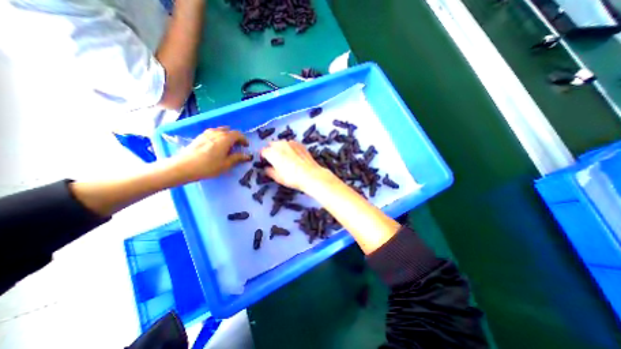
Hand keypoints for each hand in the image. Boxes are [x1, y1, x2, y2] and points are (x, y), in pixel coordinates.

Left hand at [171, 127, 248, 181]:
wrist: (184, 167)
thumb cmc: (208, 166)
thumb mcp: (226, 164)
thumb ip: (238, 158)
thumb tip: (248, 156)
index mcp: (225, 138)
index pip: (238, 134)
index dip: (244, 139)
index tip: (246, 146)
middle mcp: (217, 133)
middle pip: (230, 131)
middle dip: (236, 137)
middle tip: (238, 146)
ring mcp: (207, 133)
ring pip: (221, 130)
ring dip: (227, 136)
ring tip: (228, 145)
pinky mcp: (200, 136)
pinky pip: (213, 132)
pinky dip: (219, 136)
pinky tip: (217, 145)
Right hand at [260, 141, 334, 191]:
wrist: (311, 175)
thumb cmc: (292, 177)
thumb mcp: (277, 177)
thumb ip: (269, 171)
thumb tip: (267, 168)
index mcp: (272, 152)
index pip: (263, 151)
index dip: (263, 157)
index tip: (266, 162)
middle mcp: (280, 145)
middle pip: (272, 145)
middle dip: (271, 151)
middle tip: (275, 160)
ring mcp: (291, 143)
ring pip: (281, 143)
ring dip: (280, 148)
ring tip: (285, 158)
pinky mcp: (300, 144)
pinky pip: (291, 144)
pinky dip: (290, 148)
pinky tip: (294, 155)